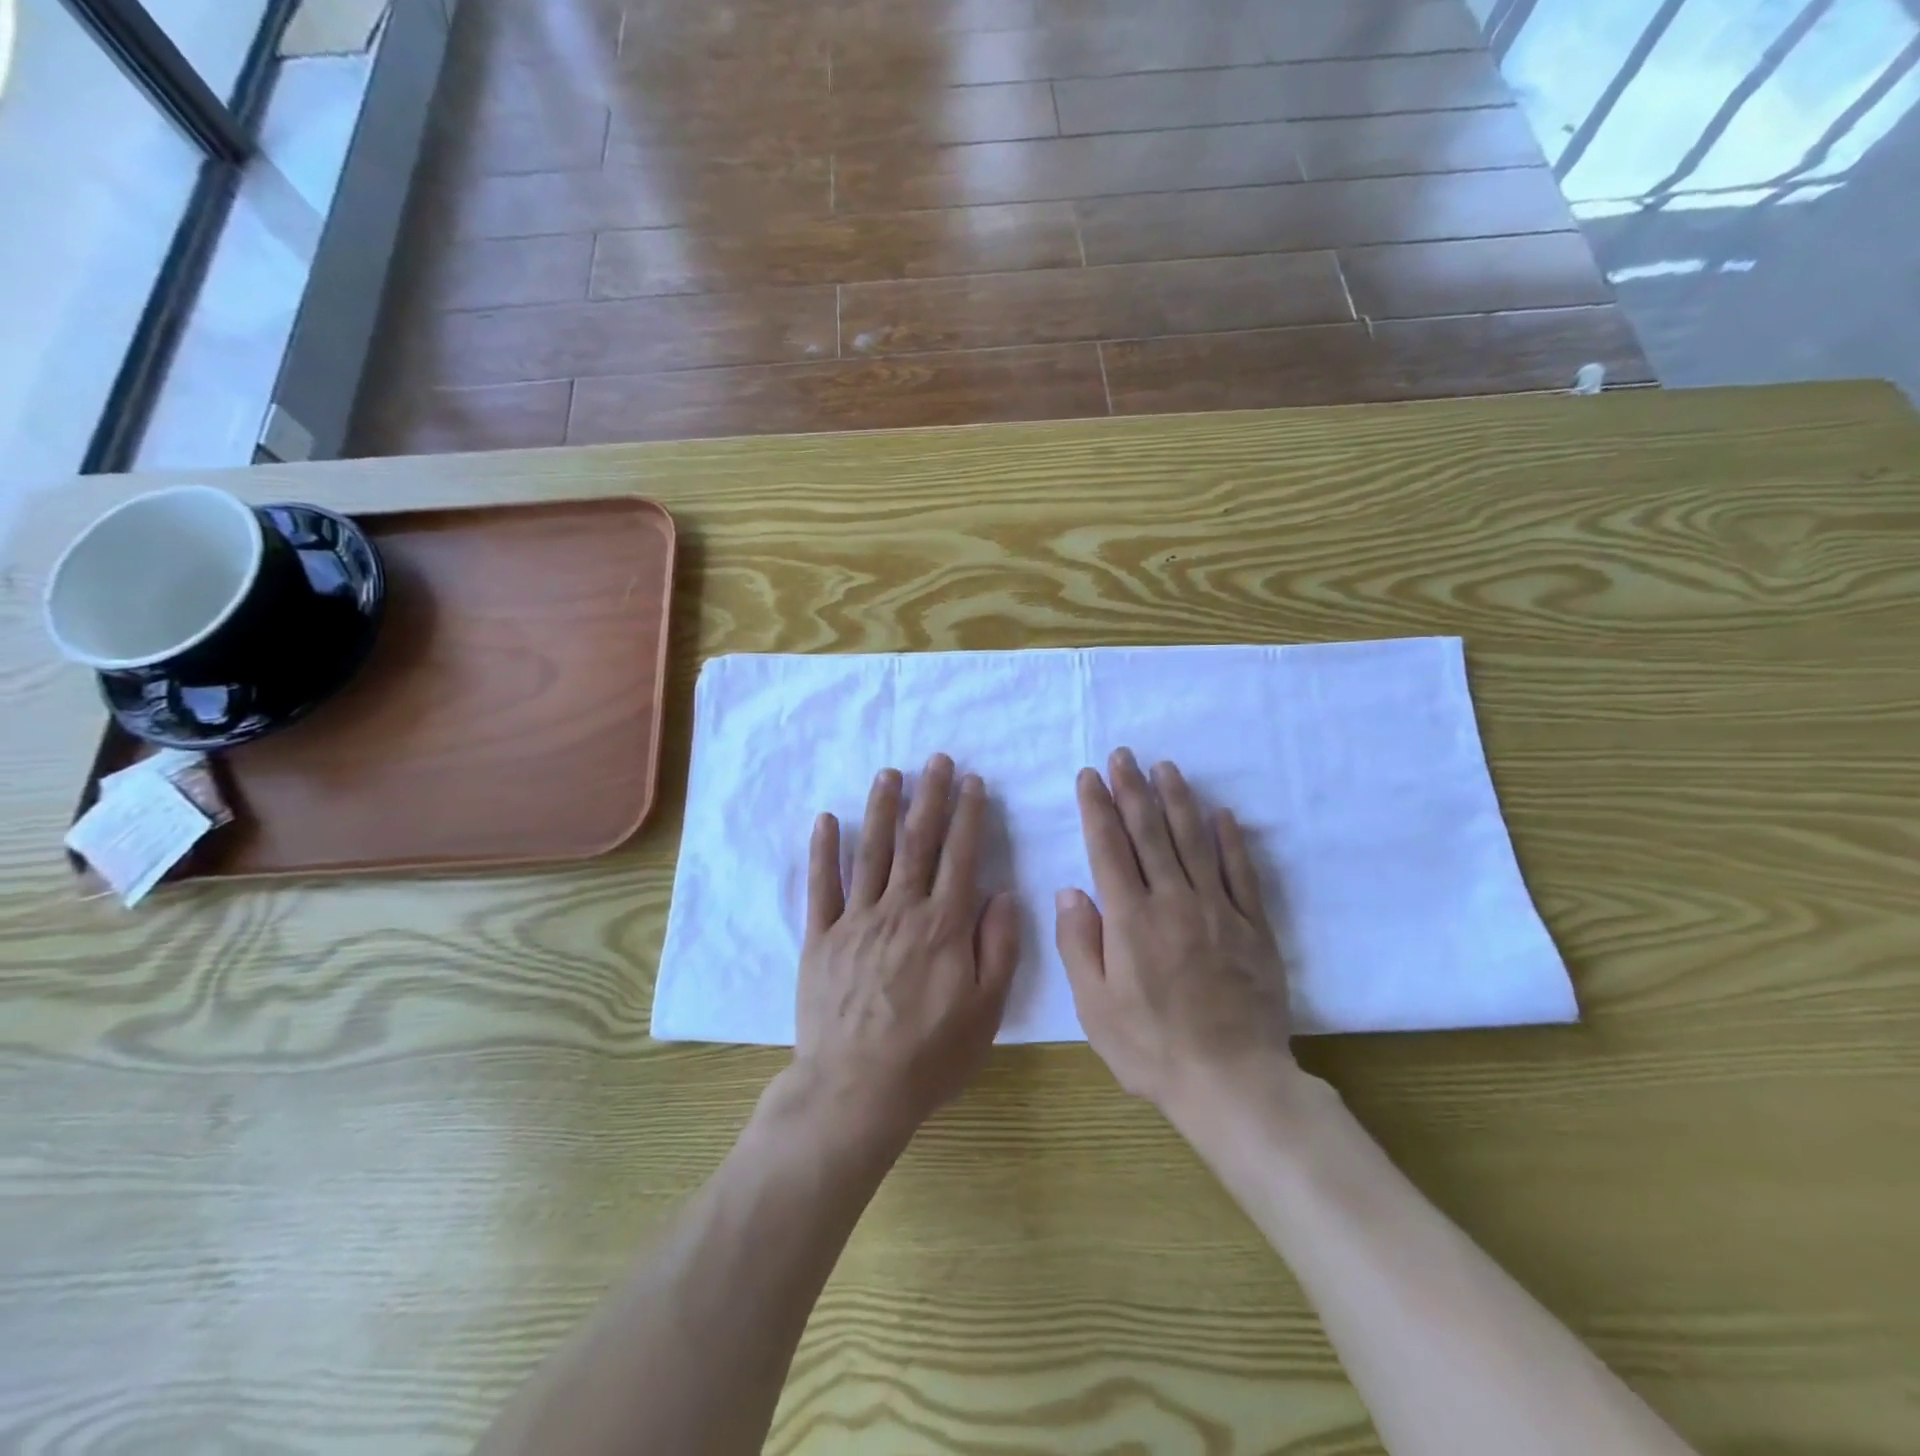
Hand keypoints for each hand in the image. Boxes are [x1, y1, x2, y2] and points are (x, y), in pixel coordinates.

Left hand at [793, 754, 1019, 1147]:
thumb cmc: (930, 1056)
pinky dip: (824, 851)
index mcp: (944, 926)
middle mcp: (901, 910)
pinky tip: (826, 819)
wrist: (856, 1090)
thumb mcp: (986, 1010)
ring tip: (889, 774)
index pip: (960, 857)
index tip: (973, 782)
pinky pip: (822, 886)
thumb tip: (1003, 894)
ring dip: (881, 809)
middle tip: (937, 759)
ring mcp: (856, 921)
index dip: (969, 816)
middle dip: (930, 797)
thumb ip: (999, 947)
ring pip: (871, 853)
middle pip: (918, 843)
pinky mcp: (821, 938)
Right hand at [1056, 749, 1295, 1120]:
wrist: (1232, 1082)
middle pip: (1149, 832)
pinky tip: (1222, 814)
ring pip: (1194, 841)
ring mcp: (1217, 910)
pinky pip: (1241, 872)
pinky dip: (1231, 840)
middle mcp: (1172, 901)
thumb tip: (1070, 890)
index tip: (1090, 776)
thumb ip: (1078, 943)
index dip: (1097, 807)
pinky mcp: (1253, 927)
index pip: (1108, 847)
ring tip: (1166, 768)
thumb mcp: (1094, 1006)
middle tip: (1123, 755)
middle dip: (1133, 789)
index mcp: (1130, 919)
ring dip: (1178, 800)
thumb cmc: (1151, 1048)